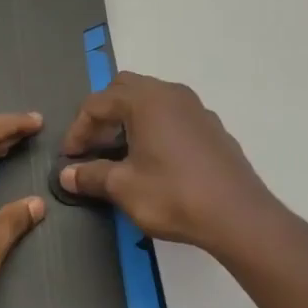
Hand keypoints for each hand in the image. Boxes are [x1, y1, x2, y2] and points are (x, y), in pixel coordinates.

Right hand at [60, 72, 282, 253]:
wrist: (240, 218)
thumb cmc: (174, 195)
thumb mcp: (124, 188)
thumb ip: (92, 176)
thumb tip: (66, 175)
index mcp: (144, 100)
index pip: (97, 103)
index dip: (78, 129)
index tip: (70, 157)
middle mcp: (170, 93)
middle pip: (124, 89)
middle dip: (103, 114)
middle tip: (94, 145)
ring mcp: (196, 108)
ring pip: (151, 99)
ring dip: (129, 118)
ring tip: (121, 151)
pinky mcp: (213, 127)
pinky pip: (173, 115)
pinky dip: (154, 127)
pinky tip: (155, 159)